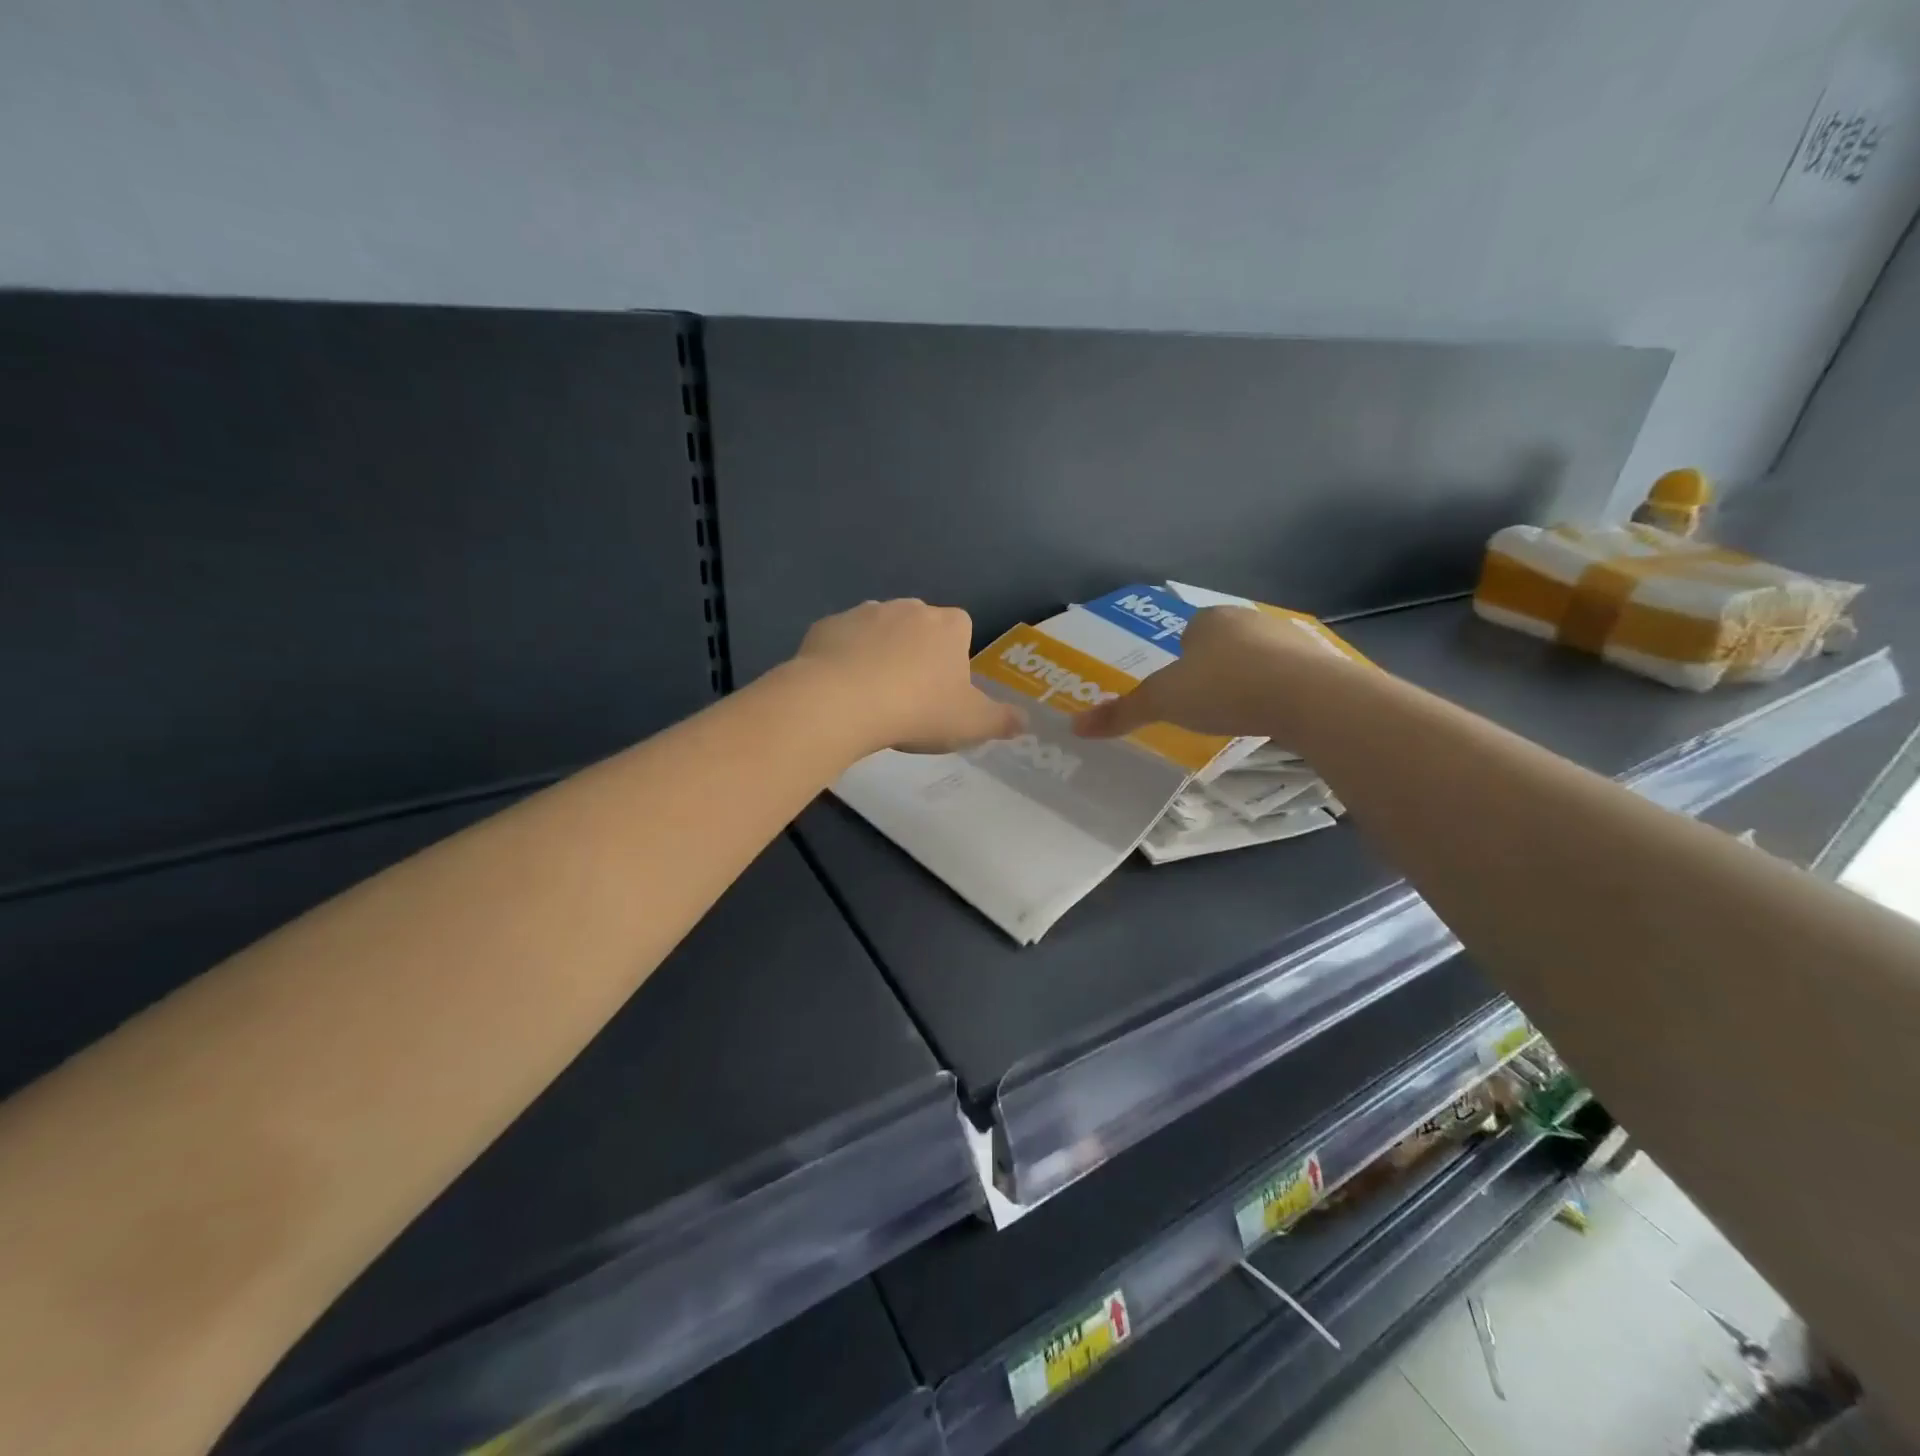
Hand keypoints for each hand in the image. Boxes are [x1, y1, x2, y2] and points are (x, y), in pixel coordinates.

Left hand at [796, 599, 1024, 753]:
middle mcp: (909, 609)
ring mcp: (864, 612)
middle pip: (919, 627)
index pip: (961, 630)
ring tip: (871, 695)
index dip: (954, 658)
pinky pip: (842, 640)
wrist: (842, 702)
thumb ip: (1001, 720)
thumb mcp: (970, 724)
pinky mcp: (827, 625)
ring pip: (878, 631)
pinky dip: (843, 658)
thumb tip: (1025, 720)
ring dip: (878, 653)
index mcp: (949, 626)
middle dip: (916, 653)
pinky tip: (840, 689)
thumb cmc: (917, 710)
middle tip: (908, 696)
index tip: (944, 690)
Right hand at [1072, 606, 1352, 740]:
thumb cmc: (1224, 688)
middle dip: (1214, 670)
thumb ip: (1122, 713)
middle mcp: (1250, 620)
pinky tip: (1274, 718)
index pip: (1187, 632)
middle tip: (1205, 706)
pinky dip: (1279, 694)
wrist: (1308, 698)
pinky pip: (1289, 678)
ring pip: (1257, 659)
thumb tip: (1076, 726)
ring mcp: (1289, 639)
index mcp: (1209, 620)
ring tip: (1240, 715)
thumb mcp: (1163, 703)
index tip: (1180, 690)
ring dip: (1248, 681)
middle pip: (1222, 645)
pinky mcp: (1319, 664)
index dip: (1180, 660)